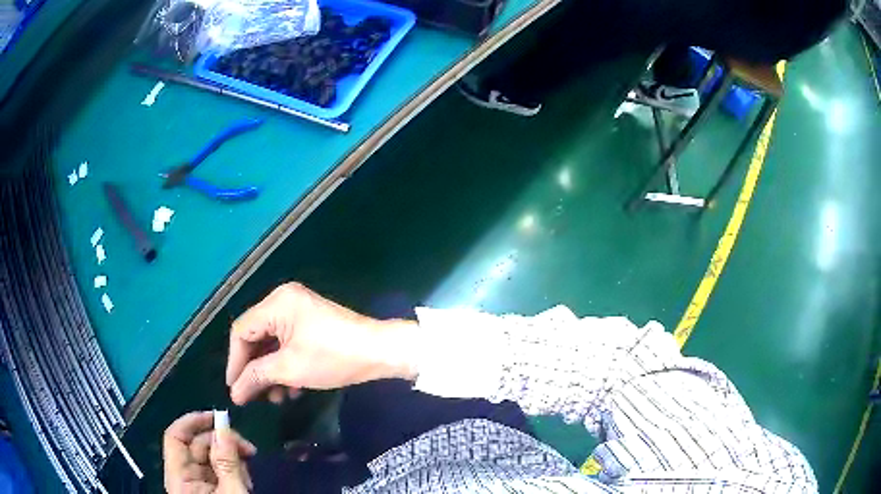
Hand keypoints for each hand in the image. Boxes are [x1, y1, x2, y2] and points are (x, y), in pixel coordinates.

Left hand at [163, 411, 255, 493]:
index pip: (175, 437)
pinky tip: (245, 480)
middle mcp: (184, 478)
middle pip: (196, 446)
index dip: (192, 421)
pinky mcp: (209, 491)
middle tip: (249, 449)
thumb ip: (227, 463)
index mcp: (180, 478)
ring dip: (231, 458)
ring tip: (249, 471)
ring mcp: (197, 485)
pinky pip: (217, 472)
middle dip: (222, 443)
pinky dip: (232, 471)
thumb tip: (223, 429)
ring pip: (209, 459)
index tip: (218, 417)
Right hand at [225, 282, 419, 405]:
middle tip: (254, 398)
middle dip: (255, 370)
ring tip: (277, 399)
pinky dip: (285, 366)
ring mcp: (299, 311)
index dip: (234, 362)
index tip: (234, 390)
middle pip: (256, 338)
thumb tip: (234, 393)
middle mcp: (284, 301)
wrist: (380, 352)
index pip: (241, 332)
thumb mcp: (290, 369)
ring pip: (272, 344)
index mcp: (276, 303)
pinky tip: (291, 390)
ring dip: (271, 372)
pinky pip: (287, 344)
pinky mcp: (310, 323)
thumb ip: (256, 377)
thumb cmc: (332, 357)